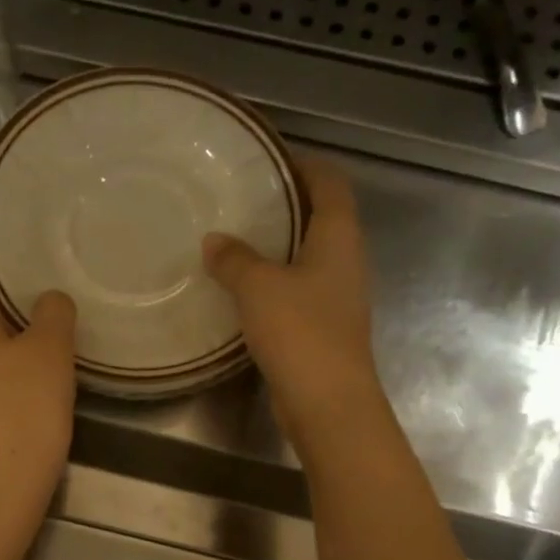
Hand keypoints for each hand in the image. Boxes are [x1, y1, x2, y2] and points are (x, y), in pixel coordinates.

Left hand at [0, 278, 76, 542]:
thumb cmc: (22, 413)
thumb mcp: (51, 352)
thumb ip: (53, 312)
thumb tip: (48, 300)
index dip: (11, 279)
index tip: (44, 289)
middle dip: (13, 319)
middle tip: (55, 327)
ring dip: (7, 354)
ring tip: (48, 363)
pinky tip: (28, 398)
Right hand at [203, 153, 381, 453]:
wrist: (327, 402)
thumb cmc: (300, 332)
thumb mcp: (258, 287)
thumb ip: (234, 259)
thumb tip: (214, 240)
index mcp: (339, 238)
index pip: (330, 183)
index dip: (304, 164)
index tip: (269, 157)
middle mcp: (345, 261)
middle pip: (321, 217)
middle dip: (286, 203)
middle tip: (242, 196)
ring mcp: (336, 297)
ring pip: (307, 255)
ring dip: (277, 244)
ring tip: (234, 236)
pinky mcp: (322, 327)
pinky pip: (297, 288)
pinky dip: (272, 280)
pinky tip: (240, 287)